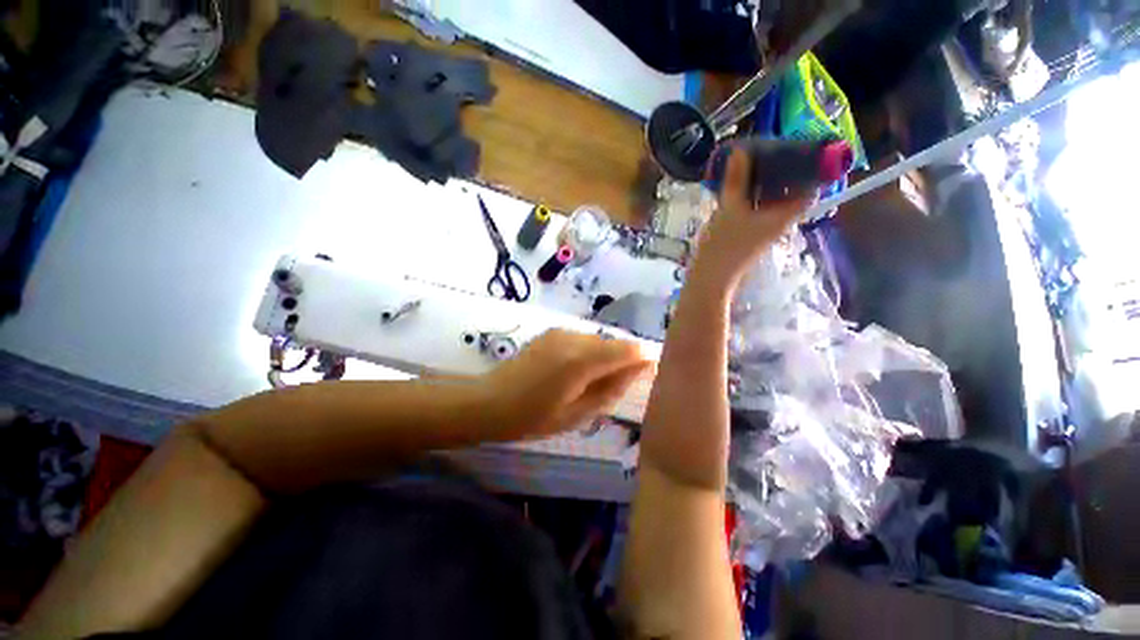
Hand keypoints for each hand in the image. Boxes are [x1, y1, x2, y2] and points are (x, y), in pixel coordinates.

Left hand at [482, 330, 652, 438]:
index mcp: (581, 360)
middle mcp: (574, 338)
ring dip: (604, 357)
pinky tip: (575, 372)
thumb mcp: (576, 414)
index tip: (647, 376)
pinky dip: (589, 353)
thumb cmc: (532, 417)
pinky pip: (583, 340)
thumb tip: (637, 371)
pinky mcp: (552, 332)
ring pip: (599, 340)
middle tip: (614, 388)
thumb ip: (610, 390)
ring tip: (591, 382)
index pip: (627, 350)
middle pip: (614, 343)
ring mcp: (561, 332)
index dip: (642, 360)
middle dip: (622, 361)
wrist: (489, 401)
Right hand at [692, 149, 811, 289]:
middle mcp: (779, 218)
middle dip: (784, 168)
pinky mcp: (749, 228)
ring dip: (765, 179)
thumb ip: (736, 180)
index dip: (811, 168)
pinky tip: (738, 180)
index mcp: (784, 214)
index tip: (802, 147)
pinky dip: (751, 190)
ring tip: (753, 158)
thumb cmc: (724, 244)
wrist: (710, 274)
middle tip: (772, 147)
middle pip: (791, 189)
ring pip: (772, 196)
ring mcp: (763, 224)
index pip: (811, 187)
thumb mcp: (730, 209)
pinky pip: (756, 203)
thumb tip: (740, 151)